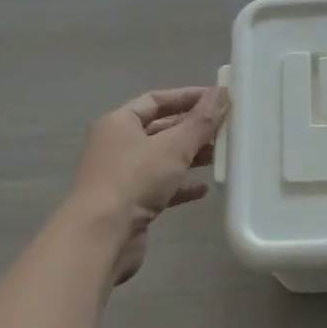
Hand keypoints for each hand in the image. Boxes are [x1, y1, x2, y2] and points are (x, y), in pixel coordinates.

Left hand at [70, 86, 228, 281]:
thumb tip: (222, 91)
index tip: (217, 99)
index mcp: (119, 122)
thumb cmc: (135, 179)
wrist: (102, 236)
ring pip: (162, 160)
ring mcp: (121, 176)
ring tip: (220, 157)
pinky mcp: (129, 204)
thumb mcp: (174, 145)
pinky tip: (204, 189)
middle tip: (224, 129)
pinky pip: (160, 188)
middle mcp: (117, 145)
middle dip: (192, 129)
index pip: (156, 100)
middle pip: (160, 129)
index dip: (187, 97)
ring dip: (190, 157)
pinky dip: (181, 186)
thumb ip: (201, 120)